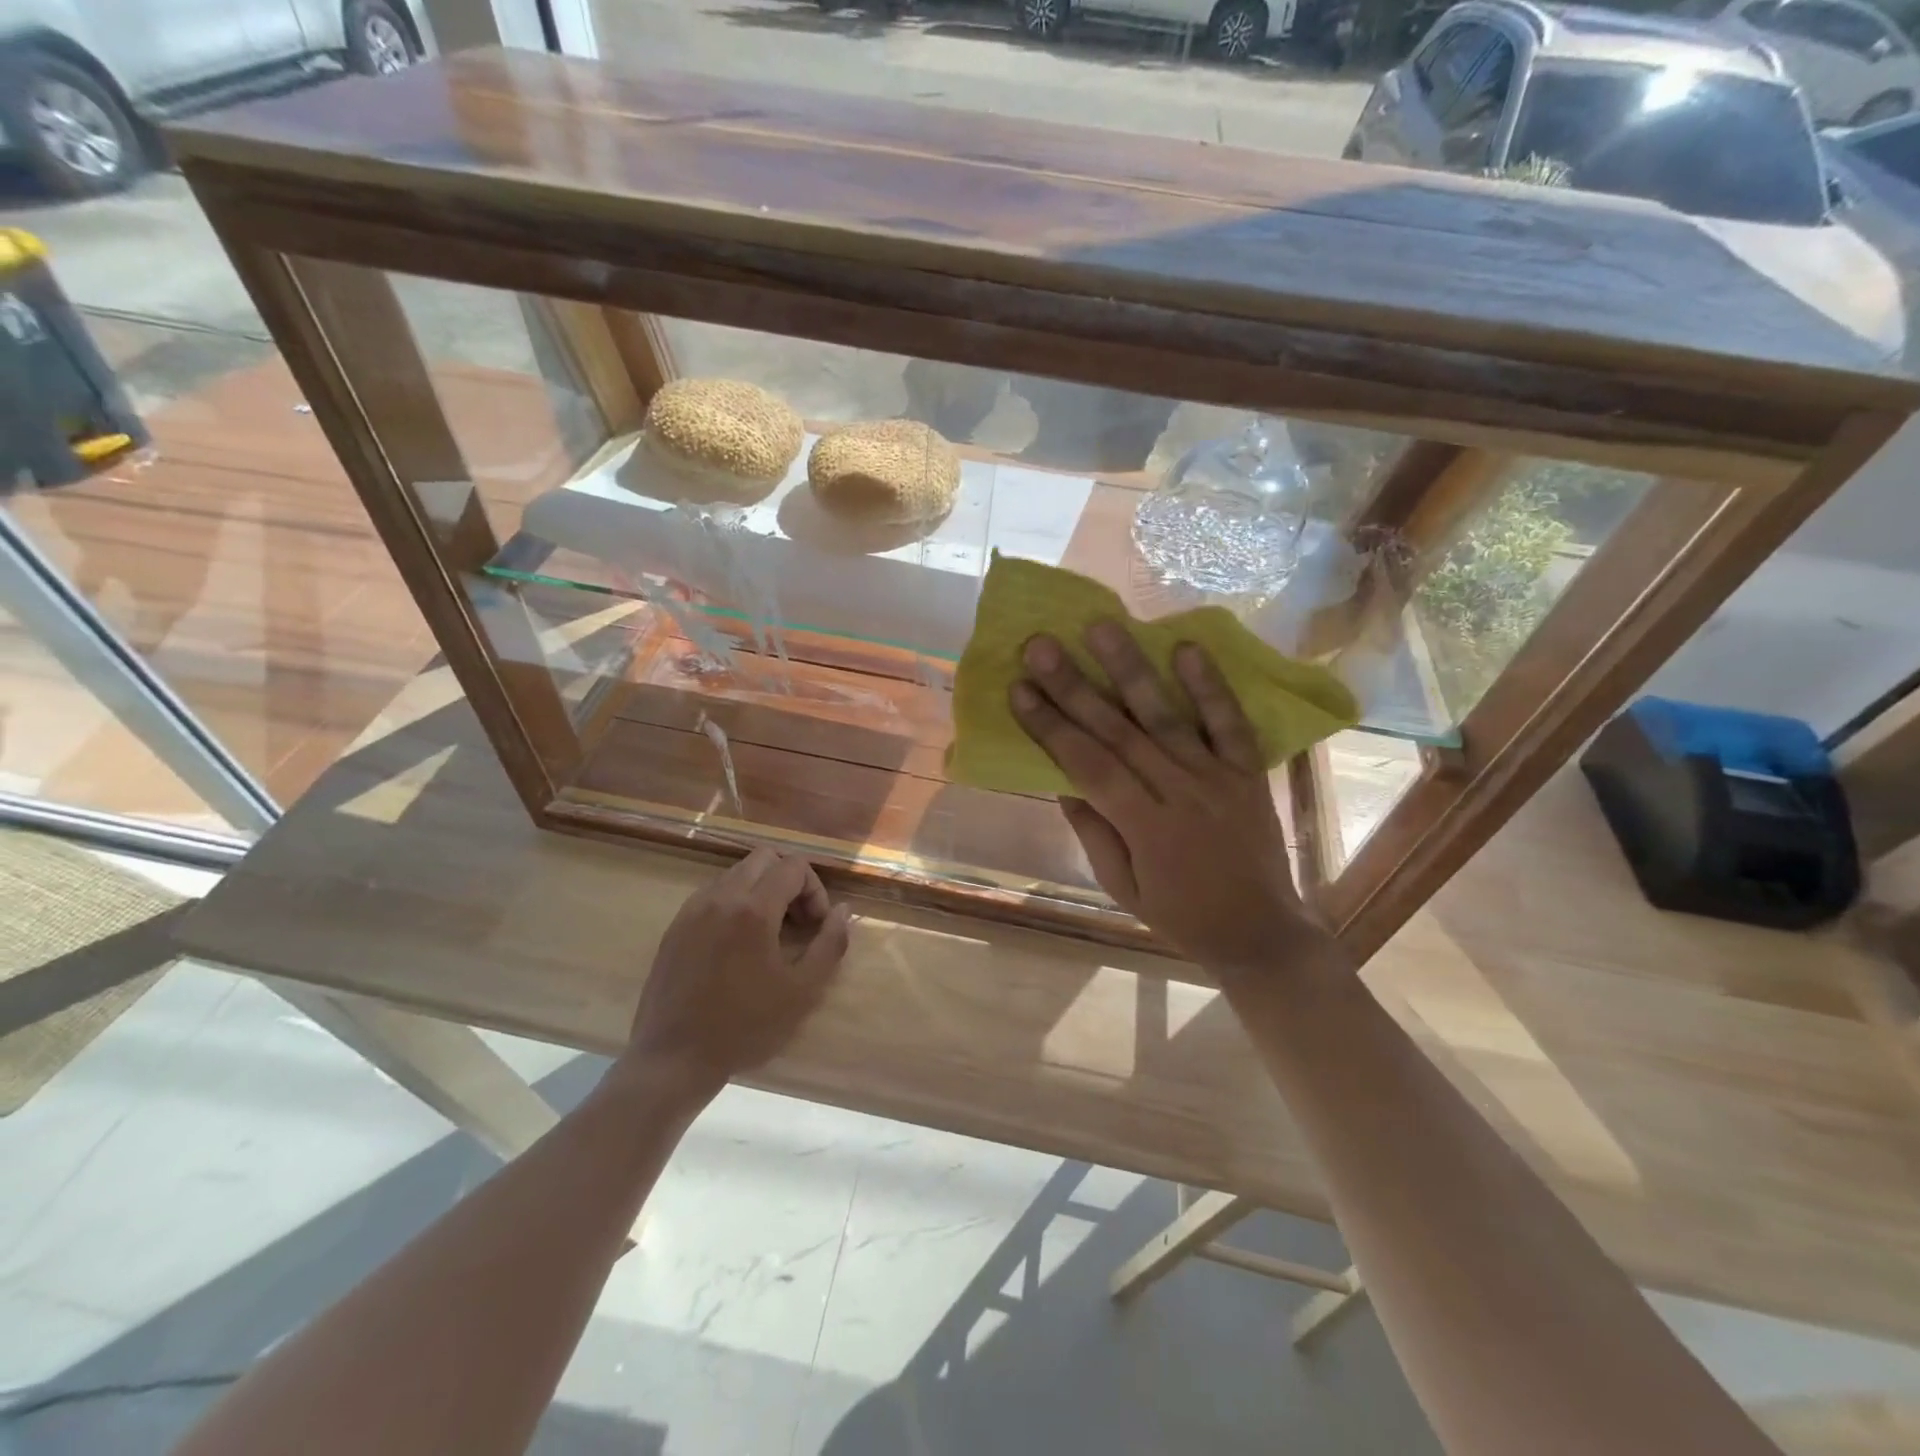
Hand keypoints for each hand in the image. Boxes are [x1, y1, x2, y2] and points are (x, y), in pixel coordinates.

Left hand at [621, 848, 851, 1099]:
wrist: (673, 1058)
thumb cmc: (745, 1027)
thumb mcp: (802, 991)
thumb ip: (830, 944)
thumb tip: (843, 910)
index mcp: (753, 909)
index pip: (794, 867)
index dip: (816, 890)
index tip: (816, 926)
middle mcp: (721, 897)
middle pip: (764, 858)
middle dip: (790, 880)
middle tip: (798, 921)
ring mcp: (693, 909)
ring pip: (737, 873)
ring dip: (762, 890)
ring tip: (770, 934)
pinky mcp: (676, 926)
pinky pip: (714, 893)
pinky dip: (736, 902)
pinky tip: (739, 944)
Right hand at [1010, 624, 1323, 978]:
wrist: (1261, 932)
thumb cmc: (1180, 915)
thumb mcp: (1123, 886)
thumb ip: (1094, 830)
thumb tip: (1062, 779)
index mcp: (1146, 828)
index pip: (1088, 766)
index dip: (1050, 727)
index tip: (1019, 689)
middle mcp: (1180, 793)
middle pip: (1118, 731)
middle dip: (1075, 686)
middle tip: (1041, 645)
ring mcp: (1218, 778)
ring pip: (1167, 716)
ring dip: (1131, 669)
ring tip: (1101, 626)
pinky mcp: (1248, 771)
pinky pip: (1230, 723)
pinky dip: (1210, 686)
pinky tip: (1186, 648)